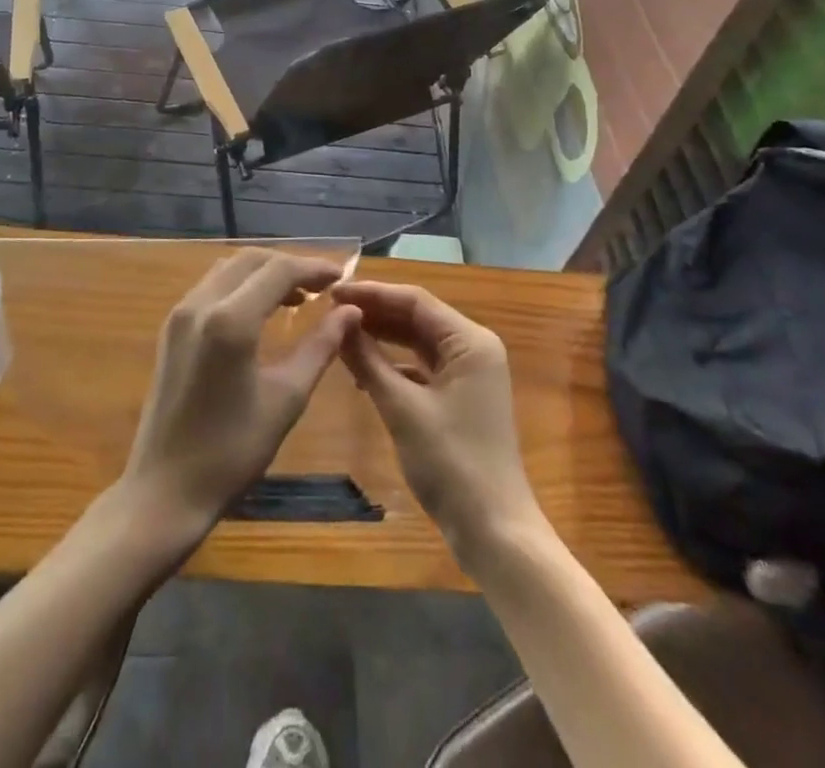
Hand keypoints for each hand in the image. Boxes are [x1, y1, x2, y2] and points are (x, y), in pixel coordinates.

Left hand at [120, 250, 358, 541]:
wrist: (164, 491)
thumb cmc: (232, 451)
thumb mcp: (287, 399)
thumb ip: (320, 347)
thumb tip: (350, 311)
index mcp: (230, 320)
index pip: (279, 270)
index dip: (314, 268)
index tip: (343, 277)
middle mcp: (201, 304)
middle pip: (252, 260)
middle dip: (290, 265)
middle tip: (323, 286)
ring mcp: (180, 314)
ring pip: (230, 269)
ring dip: (264, 273)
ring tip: (299, 297)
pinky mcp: (171, 328)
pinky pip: (213, 287)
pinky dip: (242, 286)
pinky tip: (263, 311)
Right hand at [334, 280, 543, 567]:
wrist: (494, 530)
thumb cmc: (451, 463)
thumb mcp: (402, 408)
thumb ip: (369, 361)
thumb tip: (339, 322)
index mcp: (470, 341)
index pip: (415, 301)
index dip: (372, 293)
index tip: (332, 292)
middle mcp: (474, 348)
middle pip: (418, 317)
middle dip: (376, 313)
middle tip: (330, 311)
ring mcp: (470, 374)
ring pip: (419, 342)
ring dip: (383, 337)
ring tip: (341, 334)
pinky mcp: (461, 397)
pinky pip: (423, 367)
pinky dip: (394, 365)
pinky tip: (363, 372)